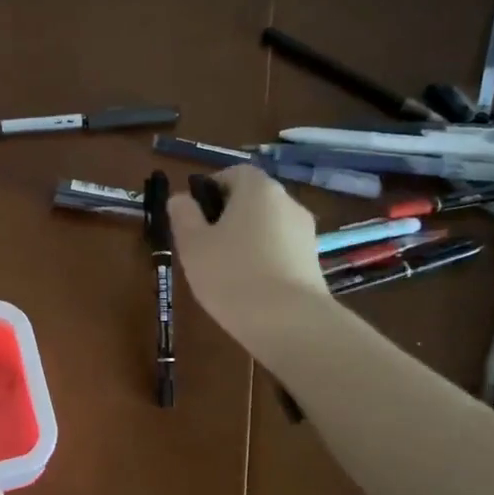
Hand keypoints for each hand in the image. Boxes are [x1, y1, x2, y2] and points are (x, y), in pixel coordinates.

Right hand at [169, 167, 329, 339]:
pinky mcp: (313, 261)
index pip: (233, 172)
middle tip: (203, 245)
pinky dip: (263, 259)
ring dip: (246, 239)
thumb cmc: (231, 274)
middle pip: (252, 199)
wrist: (288, 322)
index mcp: (258, 189)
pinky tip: (248, 286)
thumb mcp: (192, 244)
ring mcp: (305, 232)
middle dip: (227, 216)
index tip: (192, 215)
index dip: (210, 189)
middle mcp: (287, 202)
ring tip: (224, 270)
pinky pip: (280, 250)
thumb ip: (183, 215)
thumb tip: (181, 198)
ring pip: (266, 226)